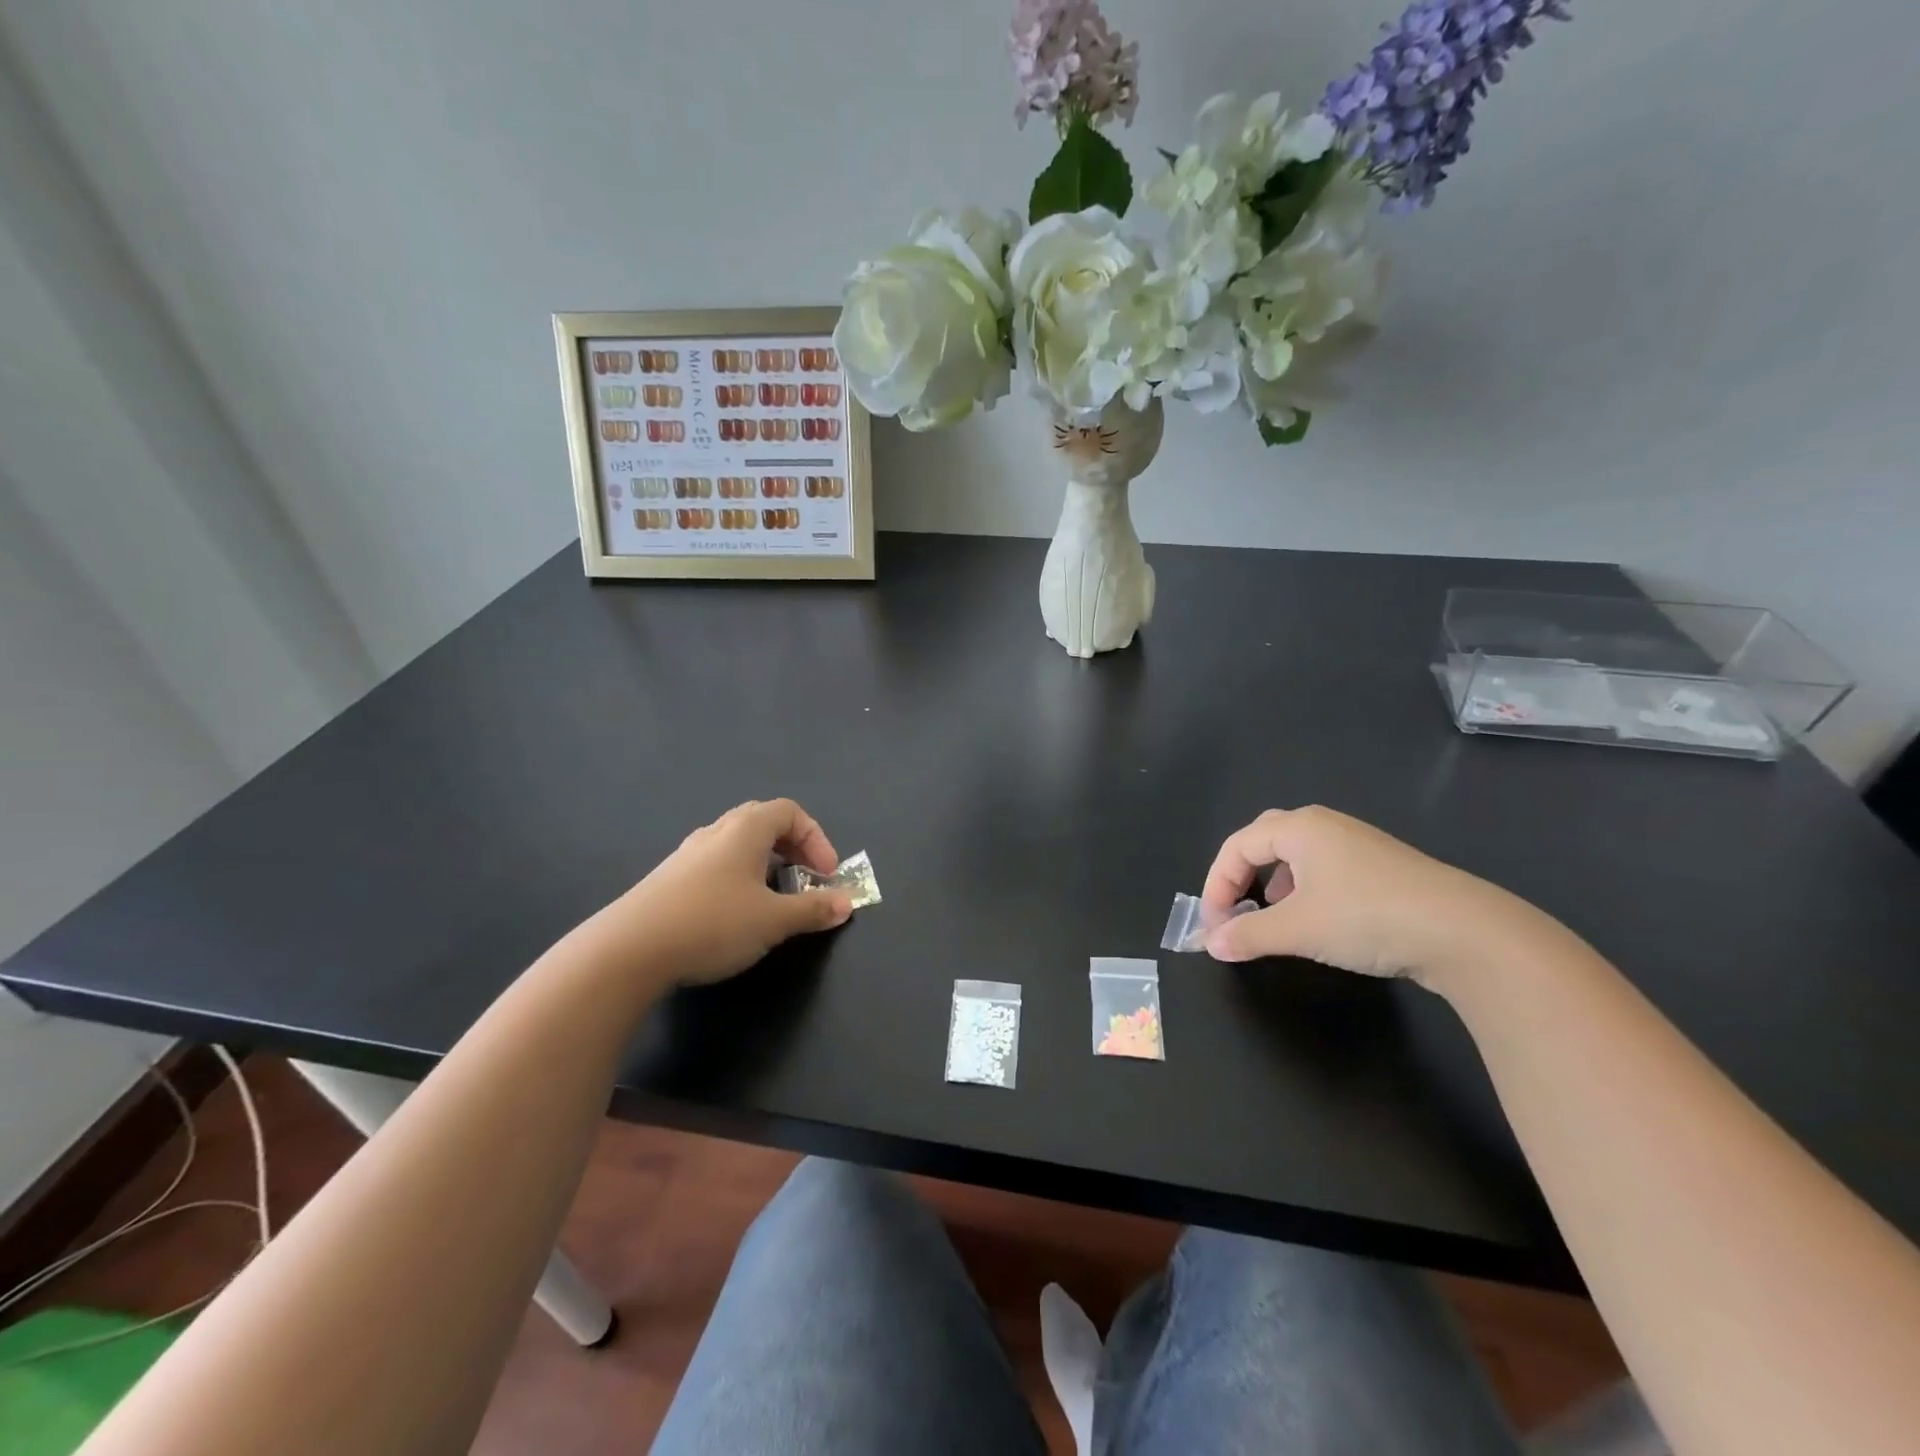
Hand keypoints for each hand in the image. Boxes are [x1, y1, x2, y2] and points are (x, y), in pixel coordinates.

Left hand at [581, 799, 852, 988]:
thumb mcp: (774, 920)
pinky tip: (734, 913)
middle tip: (806, 878)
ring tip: (773, 898)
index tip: (826, 874)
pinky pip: (716, 864)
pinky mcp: (669, 879)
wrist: (628, 950)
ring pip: (737, 844)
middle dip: (793, 847)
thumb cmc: (713, 923)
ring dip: (765, 863)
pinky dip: (738, 877)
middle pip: (763, 822)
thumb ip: (813, 909)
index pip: (790, 812)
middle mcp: (717, 832)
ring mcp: (688, 854)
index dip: (816, 839)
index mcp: (746, 829)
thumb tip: (847, 902)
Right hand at [1201, 806, 1538, 987]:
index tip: (1214, 924)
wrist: (1465, 932)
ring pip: (1298, 853)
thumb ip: (1248, 934)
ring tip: (1274, 915)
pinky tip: (1319, 919)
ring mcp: (1359, 843)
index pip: (1237, 846)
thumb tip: (1211, 944)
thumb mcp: (1297, 929)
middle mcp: (1325, 826)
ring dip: (1274, 881)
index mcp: (1298, 828)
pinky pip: (1326, 867)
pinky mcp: (1384, 867)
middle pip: (1265, 838)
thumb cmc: (1366, 917)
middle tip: (1237, 908)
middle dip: (1243, 873)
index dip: (1216, 884)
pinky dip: (1306, 888)